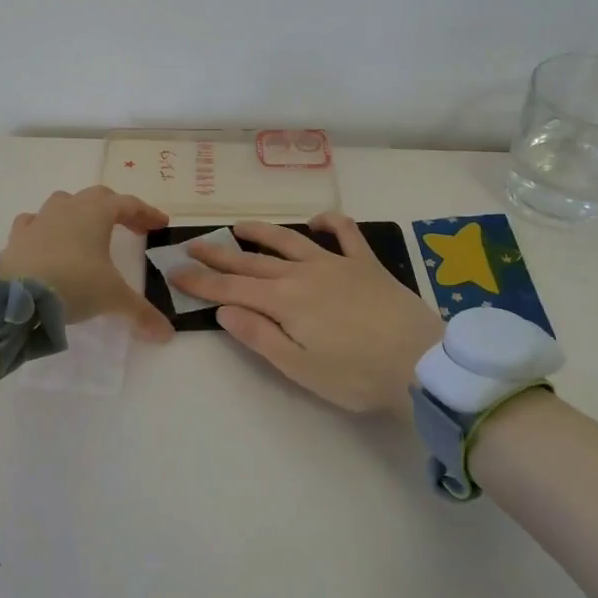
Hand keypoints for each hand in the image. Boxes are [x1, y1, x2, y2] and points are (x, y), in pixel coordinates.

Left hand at [0, 186, 173, 340]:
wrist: (17, 296)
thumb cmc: (74, 283)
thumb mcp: (113, 298)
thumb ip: (141, 313)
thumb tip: (167, 335)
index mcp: (96, 212)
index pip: (129, 204)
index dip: (147, 212)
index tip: (161, 224)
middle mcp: (68, 207)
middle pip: (98, 197)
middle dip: (116, 209)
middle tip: (131, 227)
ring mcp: (40, 219)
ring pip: (64, 203)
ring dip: (80, 212)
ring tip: (89, 231)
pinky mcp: (17, 236)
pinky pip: (34, 222)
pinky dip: (46, 227)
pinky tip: (48, 240)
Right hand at [170, 213, 444, 413]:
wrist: (421, 364)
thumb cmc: (357, 376)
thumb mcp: (300, 368)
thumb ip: (260, 336)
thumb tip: (224, 309)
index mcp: (285, 302)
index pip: (232, 288)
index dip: (202, 281)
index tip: (176, 272)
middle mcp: (304, 274)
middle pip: (253, 261)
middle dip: (220, 254)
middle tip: (194, 246)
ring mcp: (336, 264)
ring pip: (289, 240)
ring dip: (261, 232)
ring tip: (239, 227)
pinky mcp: (366, 263)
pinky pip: (346, 233)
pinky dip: (330, 222)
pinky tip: (317, 220)